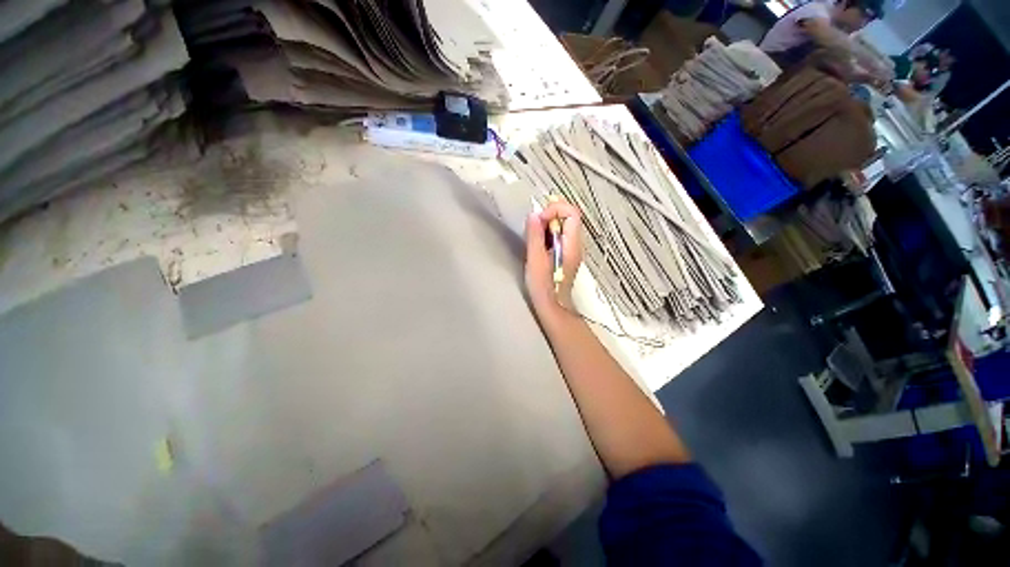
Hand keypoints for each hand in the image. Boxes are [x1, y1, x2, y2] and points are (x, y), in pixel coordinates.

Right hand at [525, 200, 583, 316]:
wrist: (553, 307)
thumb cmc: (543, 287)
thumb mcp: (535, 260)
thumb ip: (535, 237)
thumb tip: (534, 215)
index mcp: (571, 245)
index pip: (572, 213)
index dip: (555, 209)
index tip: (538, 219)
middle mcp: (576, 244)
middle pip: (569, 217)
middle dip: (551, 214)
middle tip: (534, 225)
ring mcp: (572, 250)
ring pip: (564, 226)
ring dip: (549, 224)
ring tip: (534, 235)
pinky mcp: (566, 255)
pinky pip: (561, 236)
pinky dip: (549, 233)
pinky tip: (539, 243)